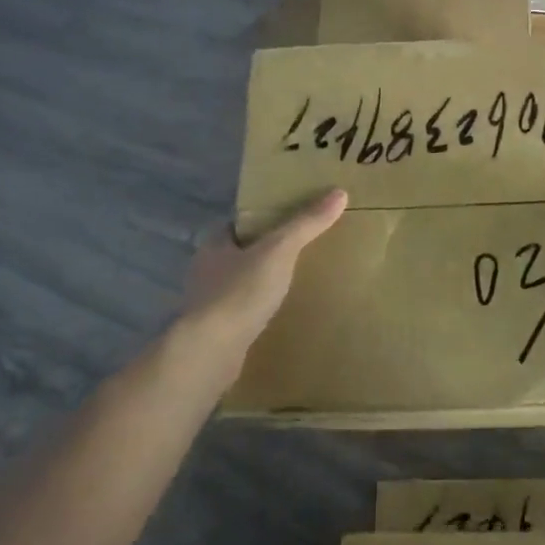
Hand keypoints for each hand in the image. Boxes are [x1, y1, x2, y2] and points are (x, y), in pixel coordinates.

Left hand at [180, 189, 348, 354]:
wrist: (210, 353)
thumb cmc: (240, 292)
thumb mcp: (279, 250)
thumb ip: (306, 223)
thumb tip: (339, 192)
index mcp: (214, 245)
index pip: (237, 223)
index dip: (260, 219)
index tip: (287, 218)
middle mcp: (206, 271)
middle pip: (239, 253)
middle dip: (264, 252)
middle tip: (298, 249)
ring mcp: (208, 304)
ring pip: (239, 284)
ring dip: (260, 283)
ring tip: (293, 282)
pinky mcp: (215, 332)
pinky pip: (241, 313)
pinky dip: (257, 310)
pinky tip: (278, 315)